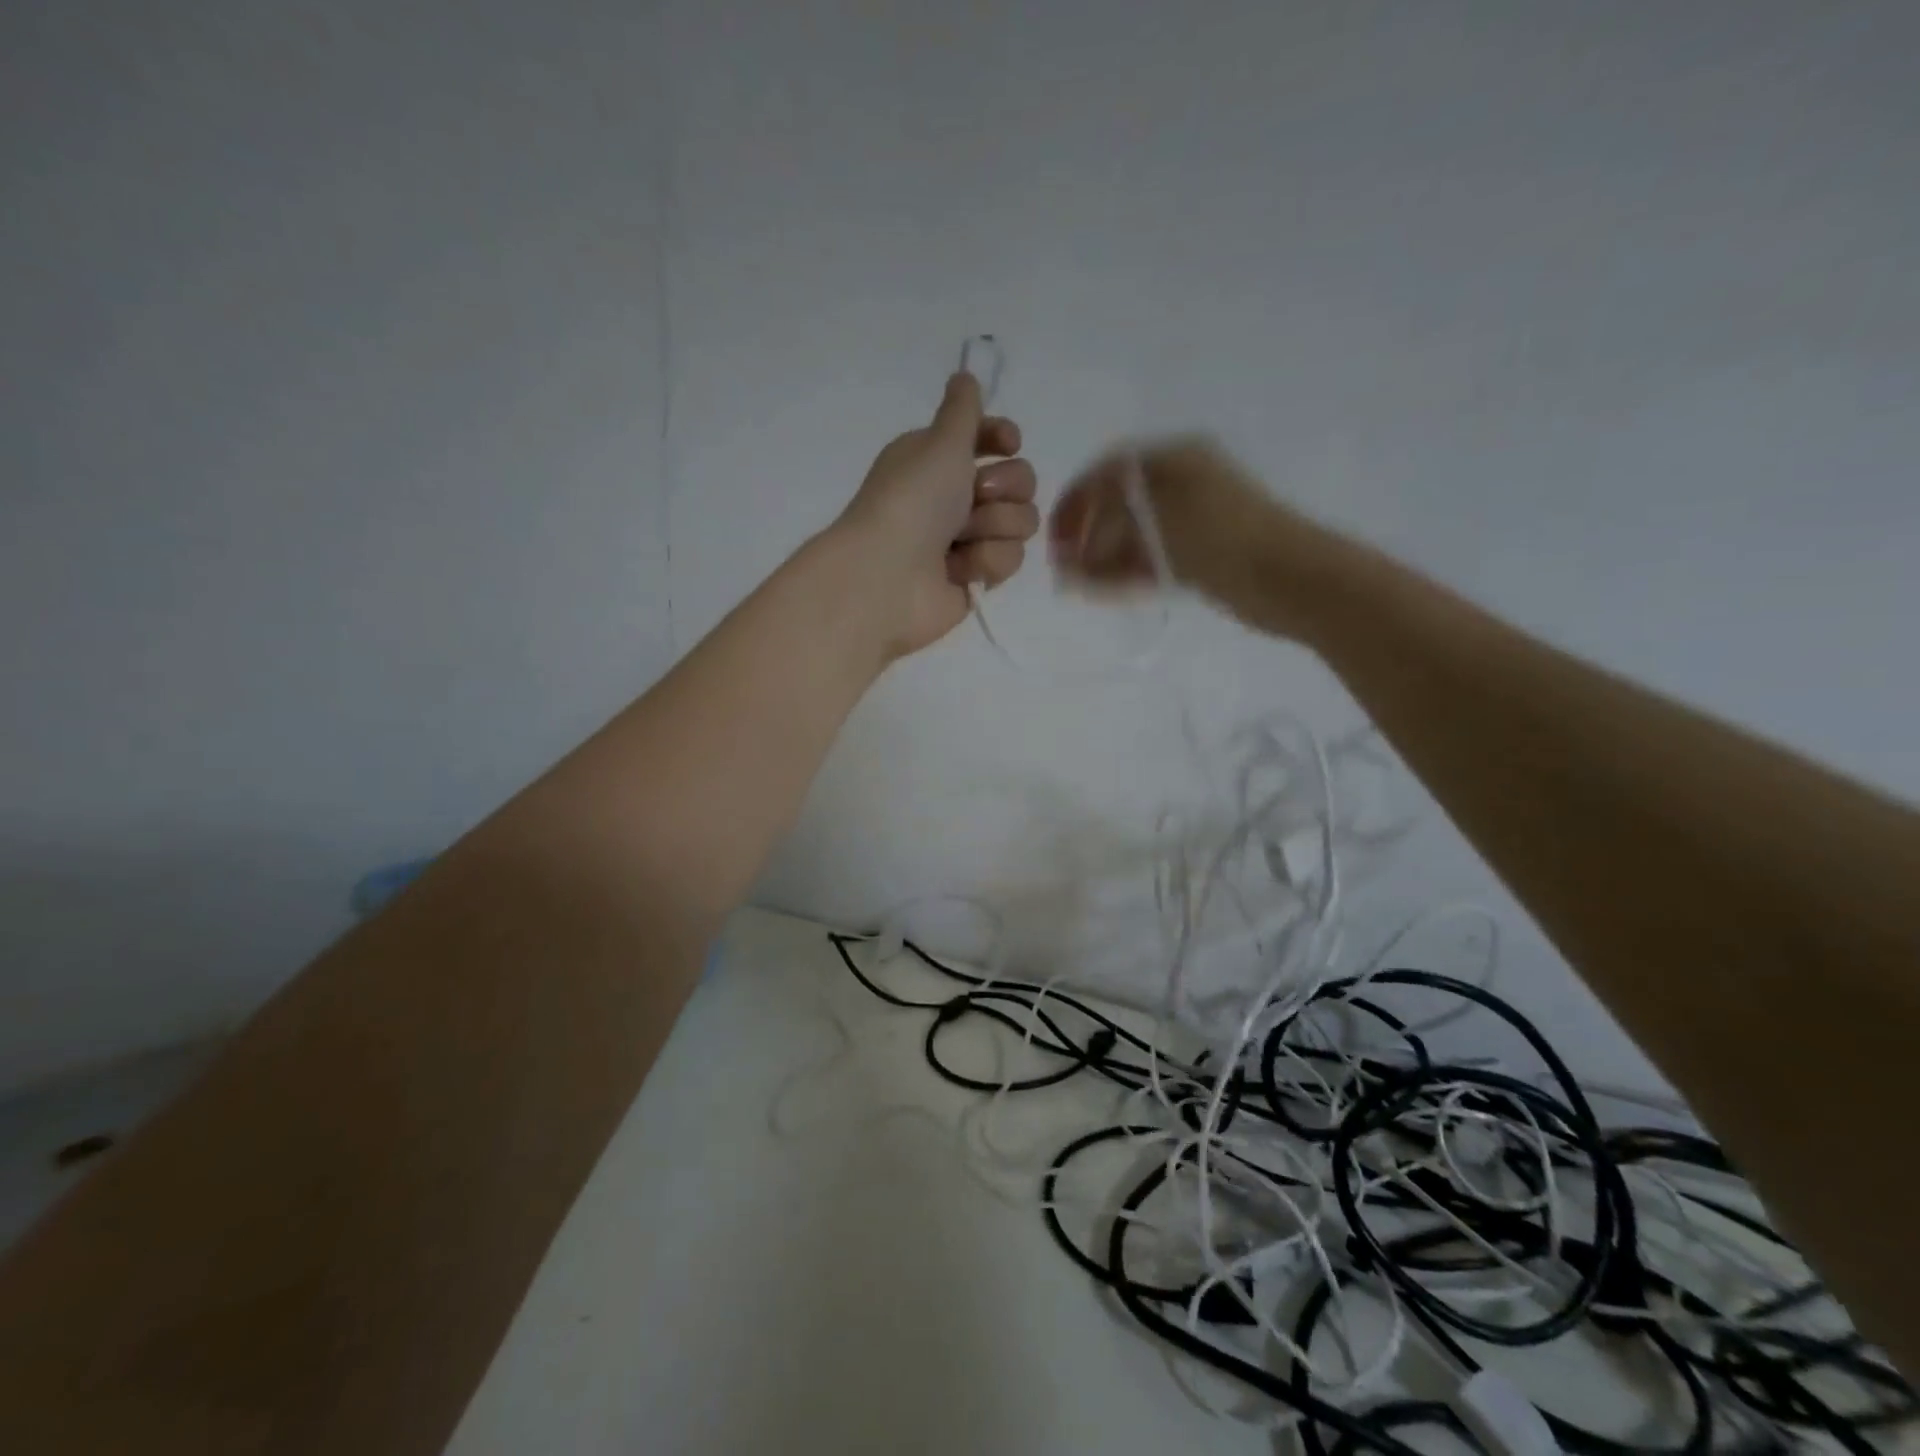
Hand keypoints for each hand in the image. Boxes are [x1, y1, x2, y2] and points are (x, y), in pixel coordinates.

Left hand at [837, 372, 1038, 656]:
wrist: (888, 576)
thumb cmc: (912, 500)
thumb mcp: (940, 441)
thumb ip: (962, 408)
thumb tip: (965, 376)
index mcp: (939, 459)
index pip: (991, 440)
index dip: (1005, 439)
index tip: (1008, 443)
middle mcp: (955, 496)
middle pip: (1019, 481)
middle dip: (1006, 487)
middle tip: (976, 496)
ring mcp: (967, 540)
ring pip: (1019, 522)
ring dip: (995, 527)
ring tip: (961, 539)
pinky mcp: (976, 577)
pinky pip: (1009, 560)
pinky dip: (986, 562)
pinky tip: (958, 569)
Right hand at [1049, 436, 1335, 638]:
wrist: (1292, 580)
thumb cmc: (1224, 538)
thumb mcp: (1160, 515)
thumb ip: (1112, 519)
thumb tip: (1076, 542)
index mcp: (1176, 460)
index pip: (1110, 471)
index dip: (1077, 500)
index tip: (1055, 534)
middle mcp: (1181, 485)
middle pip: (1119, 505)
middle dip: (1087, 534)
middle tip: (1063, 565)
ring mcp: (1191, 523)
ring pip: (1133, 537)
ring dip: (1101, 558)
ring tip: (1075, 583)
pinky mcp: (1199, 558)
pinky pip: (1151, 561)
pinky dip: (1124, 574)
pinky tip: (1100, 590)